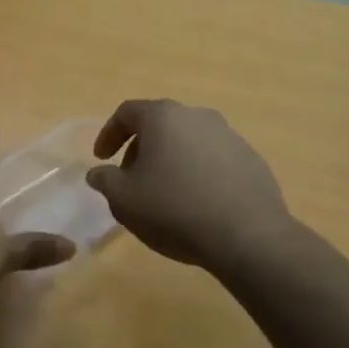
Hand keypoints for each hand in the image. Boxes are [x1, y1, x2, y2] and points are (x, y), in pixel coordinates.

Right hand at [85, 100, 295, 271]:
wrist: (247, 234)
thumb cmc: (175, 209)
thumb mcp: (124, 199)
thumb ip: (105, 180)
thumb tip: (98, 172)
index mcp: (163, 117)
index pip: (127, 113)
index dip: (109, 134)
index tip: (101, 159)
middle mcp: (197, 115)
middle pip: (160, 124)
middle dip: (140, 150)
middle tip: (131, 181)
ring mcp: (229, 135)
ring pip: (188, 141)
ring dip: (171, 161)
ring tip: (165, 195)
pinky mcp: (250, 158)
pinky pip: (214, 159)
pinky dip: (198, 173)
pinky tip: (197, 203)